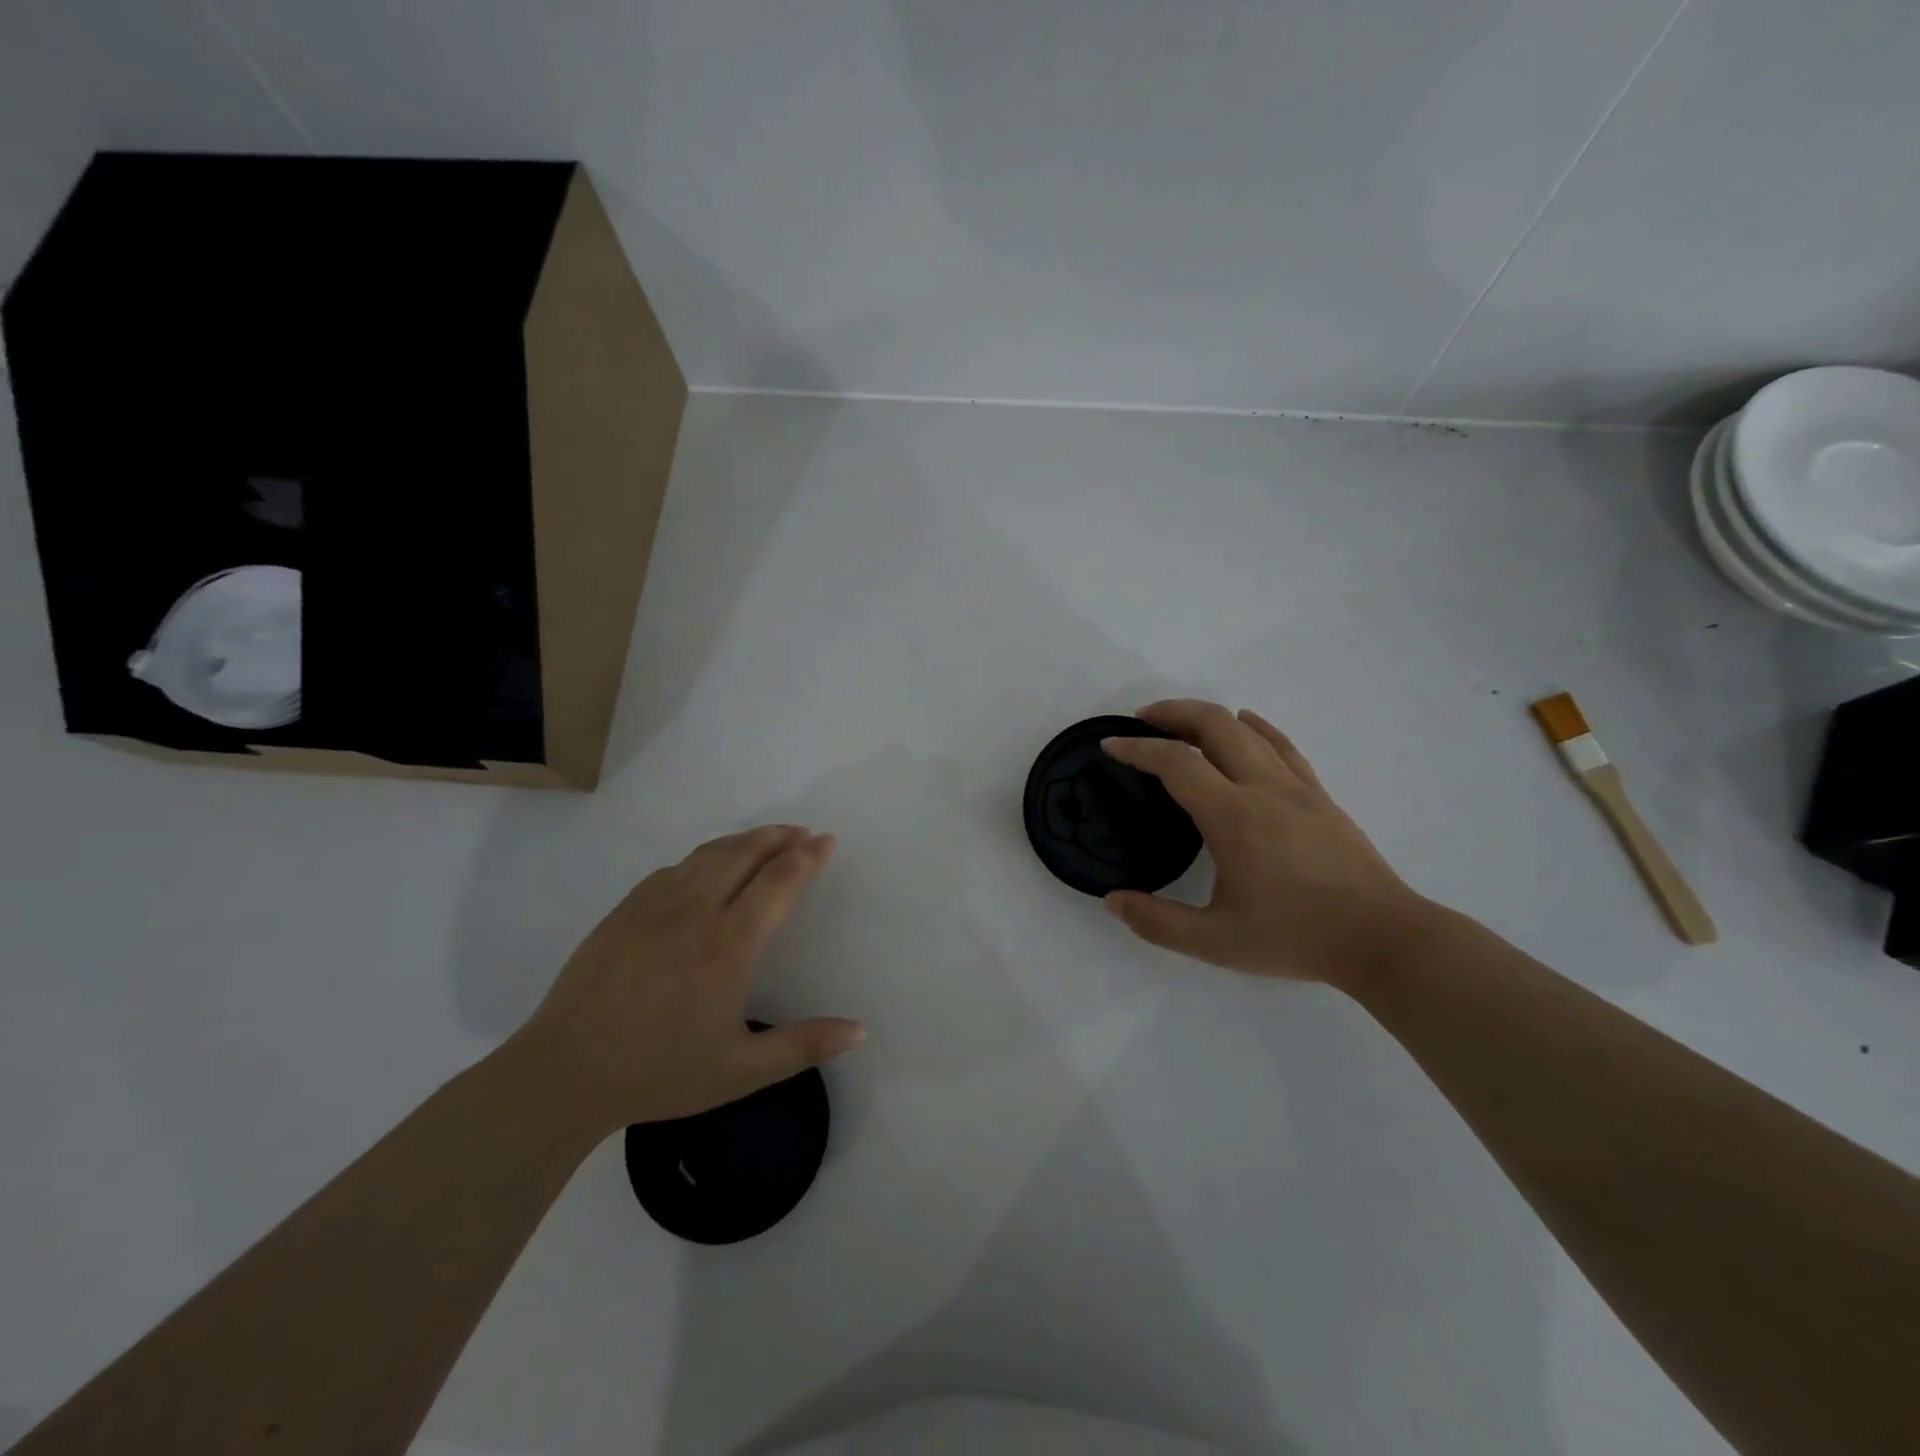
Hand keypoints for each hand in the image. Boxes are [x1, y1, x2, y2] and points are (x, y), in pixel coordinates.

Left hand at [509, 825, 863, 1132]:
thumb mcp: (741, 1071)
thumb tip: (860, 1030)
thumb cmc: (660, 1073)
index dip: (807, 857)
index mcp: (729, 944)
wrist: (564, 1073)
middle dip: (779, 836)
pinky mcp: (625, 910)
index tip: (826, 841)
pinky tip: (707, 867)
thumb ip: (803, 1046)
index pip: (778, 881)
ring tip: (766, 839)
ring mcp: (654, 905)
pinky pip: (674, 869)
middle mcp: (695, 911)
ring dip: (744, 840)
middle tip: (802, 832)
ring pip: (708, 854)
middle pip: (745, 853)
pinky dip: (704, 857)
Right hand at [1101, 700, 1434, 988]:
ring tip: (1181, 723)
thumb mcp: (1216, 942)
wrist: (1383, 940)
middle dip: (1173, 713)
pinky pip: (1283, 745)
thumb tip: (1113, 902)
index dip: (1137, 748)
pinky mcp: (1320, 796)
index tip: (1110, 744)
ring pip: (1248, 730)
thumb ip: (1158, 922)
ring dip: (1209, 717)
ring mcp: (1297, 787)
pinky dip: (1257, 727)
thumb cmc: (1296, 937)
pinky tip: (1246, 723)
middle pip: (1214, 726)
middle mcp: (1263, 788)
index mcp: (1233, 816)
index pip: (1176, 763)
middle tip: (1142, 720)